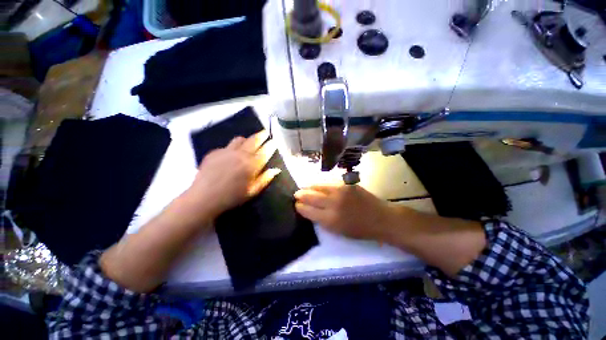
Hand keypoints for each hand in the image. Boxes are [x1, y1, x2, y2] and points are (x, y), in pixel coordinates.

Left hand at [185, 130, 279, 218]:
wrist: (204, 197)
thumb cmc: (232, 197)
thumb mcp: (252, 191)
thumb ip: (265, 179)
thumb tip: (276, 169)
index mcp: (252, 165)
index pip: (265, 151)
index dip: (271, 145)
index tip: (274, 141)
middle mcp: (240, 154)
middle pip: (253, 140)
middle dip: (261, 135)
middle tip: (265, 133)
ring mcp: (226, 151)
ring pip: (240, 139)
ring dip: (247, 139)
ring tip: (248, 142)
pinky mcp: (215, 152)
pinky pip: (227, 145)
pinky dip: (233, 147)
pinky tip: (231, 155)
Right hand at [294, 184, 392, 240]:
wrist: (381, 218)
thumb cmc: (360, 230)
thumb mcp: (338, 231)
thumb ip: (323, 220)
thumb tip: (311, 211)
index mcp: (330, 220)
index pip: (308, 211)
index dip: (300, 207)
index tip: (296, 205)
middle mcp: (332, 204)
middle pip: (310, 197)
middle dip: (301, 195)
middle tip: (296, 195)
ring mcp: (340, 192)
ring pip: (318, 187)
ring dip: (309, 188)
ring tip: (304, 188)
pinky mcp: (346, 185)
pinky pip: (329, 184)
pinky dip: (320, 185)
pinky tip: (317, 186)